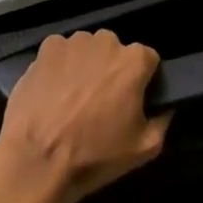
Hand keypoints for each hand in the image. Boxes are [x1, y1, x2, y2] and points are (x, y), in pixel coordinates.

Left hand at [0, 30, 170, 202]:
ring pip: (87, 50)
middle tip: (101, 103)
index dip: (142, 80)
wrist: (37, 161)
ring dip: (85, 67)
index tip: (132, 101)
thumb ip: (162, 121)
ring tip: (73, 100)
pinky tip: (53, 93)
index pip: (148, 60)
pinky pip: (61, 53)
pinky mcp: (46, 48)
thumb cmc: (95, 156)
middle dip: (112, 71)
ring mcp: (73, 42)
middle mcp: (105, 41)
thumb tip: (164, 106)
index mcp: (133, 61)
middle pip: (115, 52)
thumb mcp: (144, 150)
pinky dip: (60, 67)